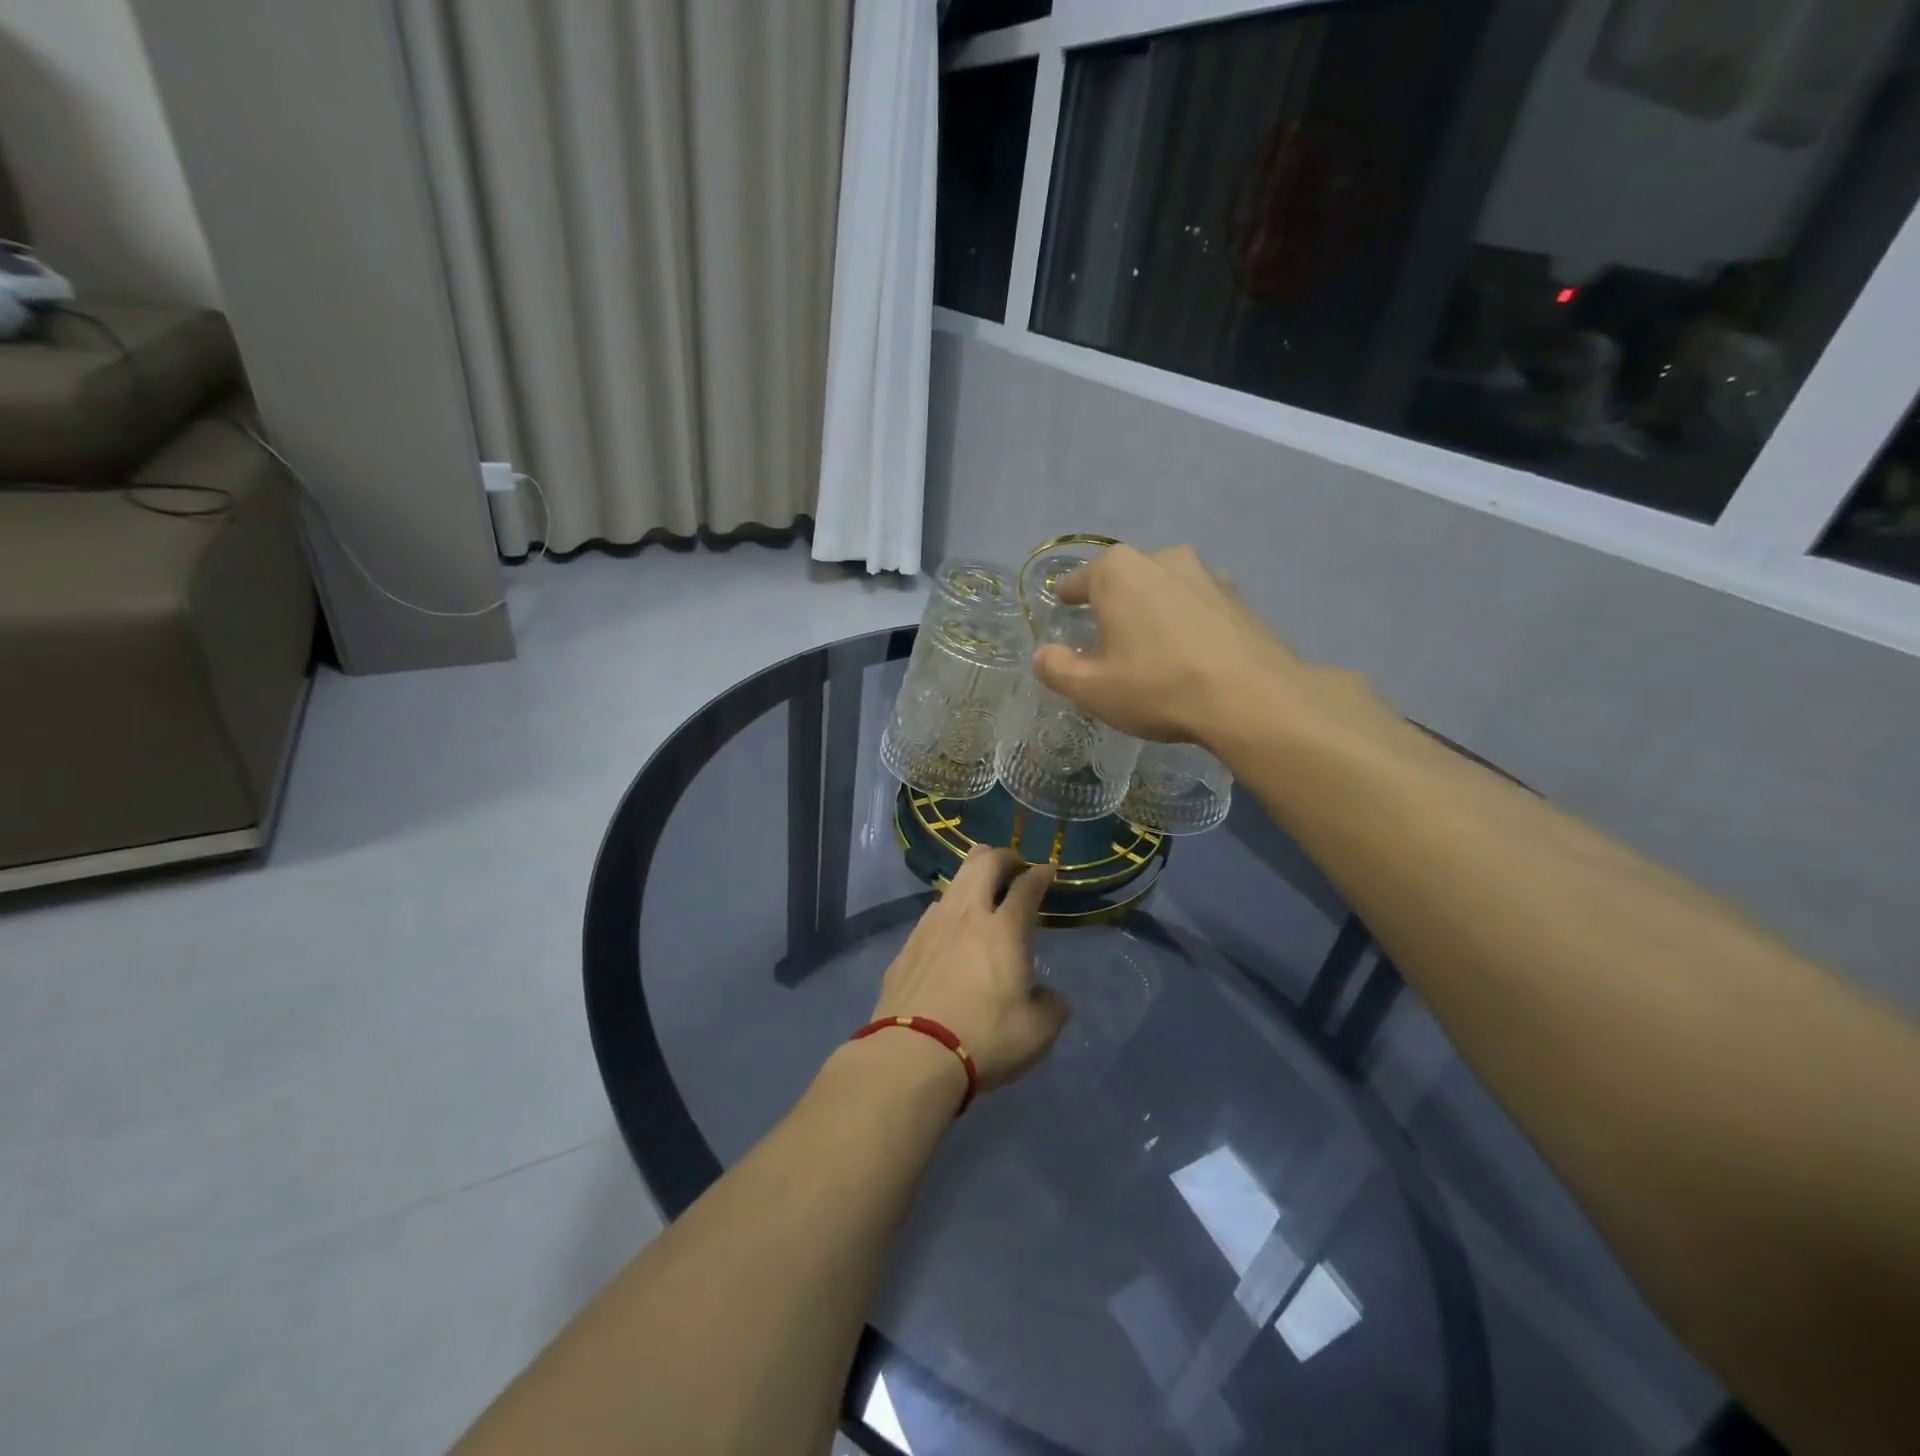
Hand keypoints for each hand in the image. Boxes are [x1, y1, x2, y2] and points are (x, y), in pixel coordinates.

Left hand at [870, 845, 1069, 1093]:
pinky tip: (949, 928)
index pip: (1026, 887)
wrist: (912, 1054)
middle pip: (982, 864)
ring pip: (953, 883)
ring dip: (971, 878)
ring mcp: (931, 927)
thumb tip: (1049, 997)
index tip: (1047, 871)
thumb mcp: (1037, 1033)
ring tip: (980, 891)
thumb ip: (1051, 1007)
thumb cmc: (983, 1039)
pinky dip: (948, 910)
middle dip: (1002, 856)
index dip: (1039, 875)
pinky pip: (932, 913)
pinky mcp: (906, 947)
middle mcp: (966, 916)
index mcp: (1004, 930)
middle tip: (1013, 864)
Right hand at [1031, 544, 1384, 753]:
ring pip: (1164, 590)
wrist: (1252, 698)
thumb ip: (1057, 669)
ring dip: (1153, 611)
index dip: (1067, 597)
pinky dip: (1187, 622)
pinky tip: (1190, 654)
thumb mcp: (1092, 689)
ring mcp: (1207, 574)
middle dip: (1113, 604)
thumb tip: (1042, 655)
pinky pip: (1197, 606)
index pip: (1078, 580)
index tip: (1063, 607)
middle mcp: (1162, 558)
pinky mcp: (1239, 597)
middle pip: (1124, 581)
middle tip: (1108, 639)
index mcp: (1118, 572)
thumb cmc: (1158, 686)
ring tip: (1152, 647)